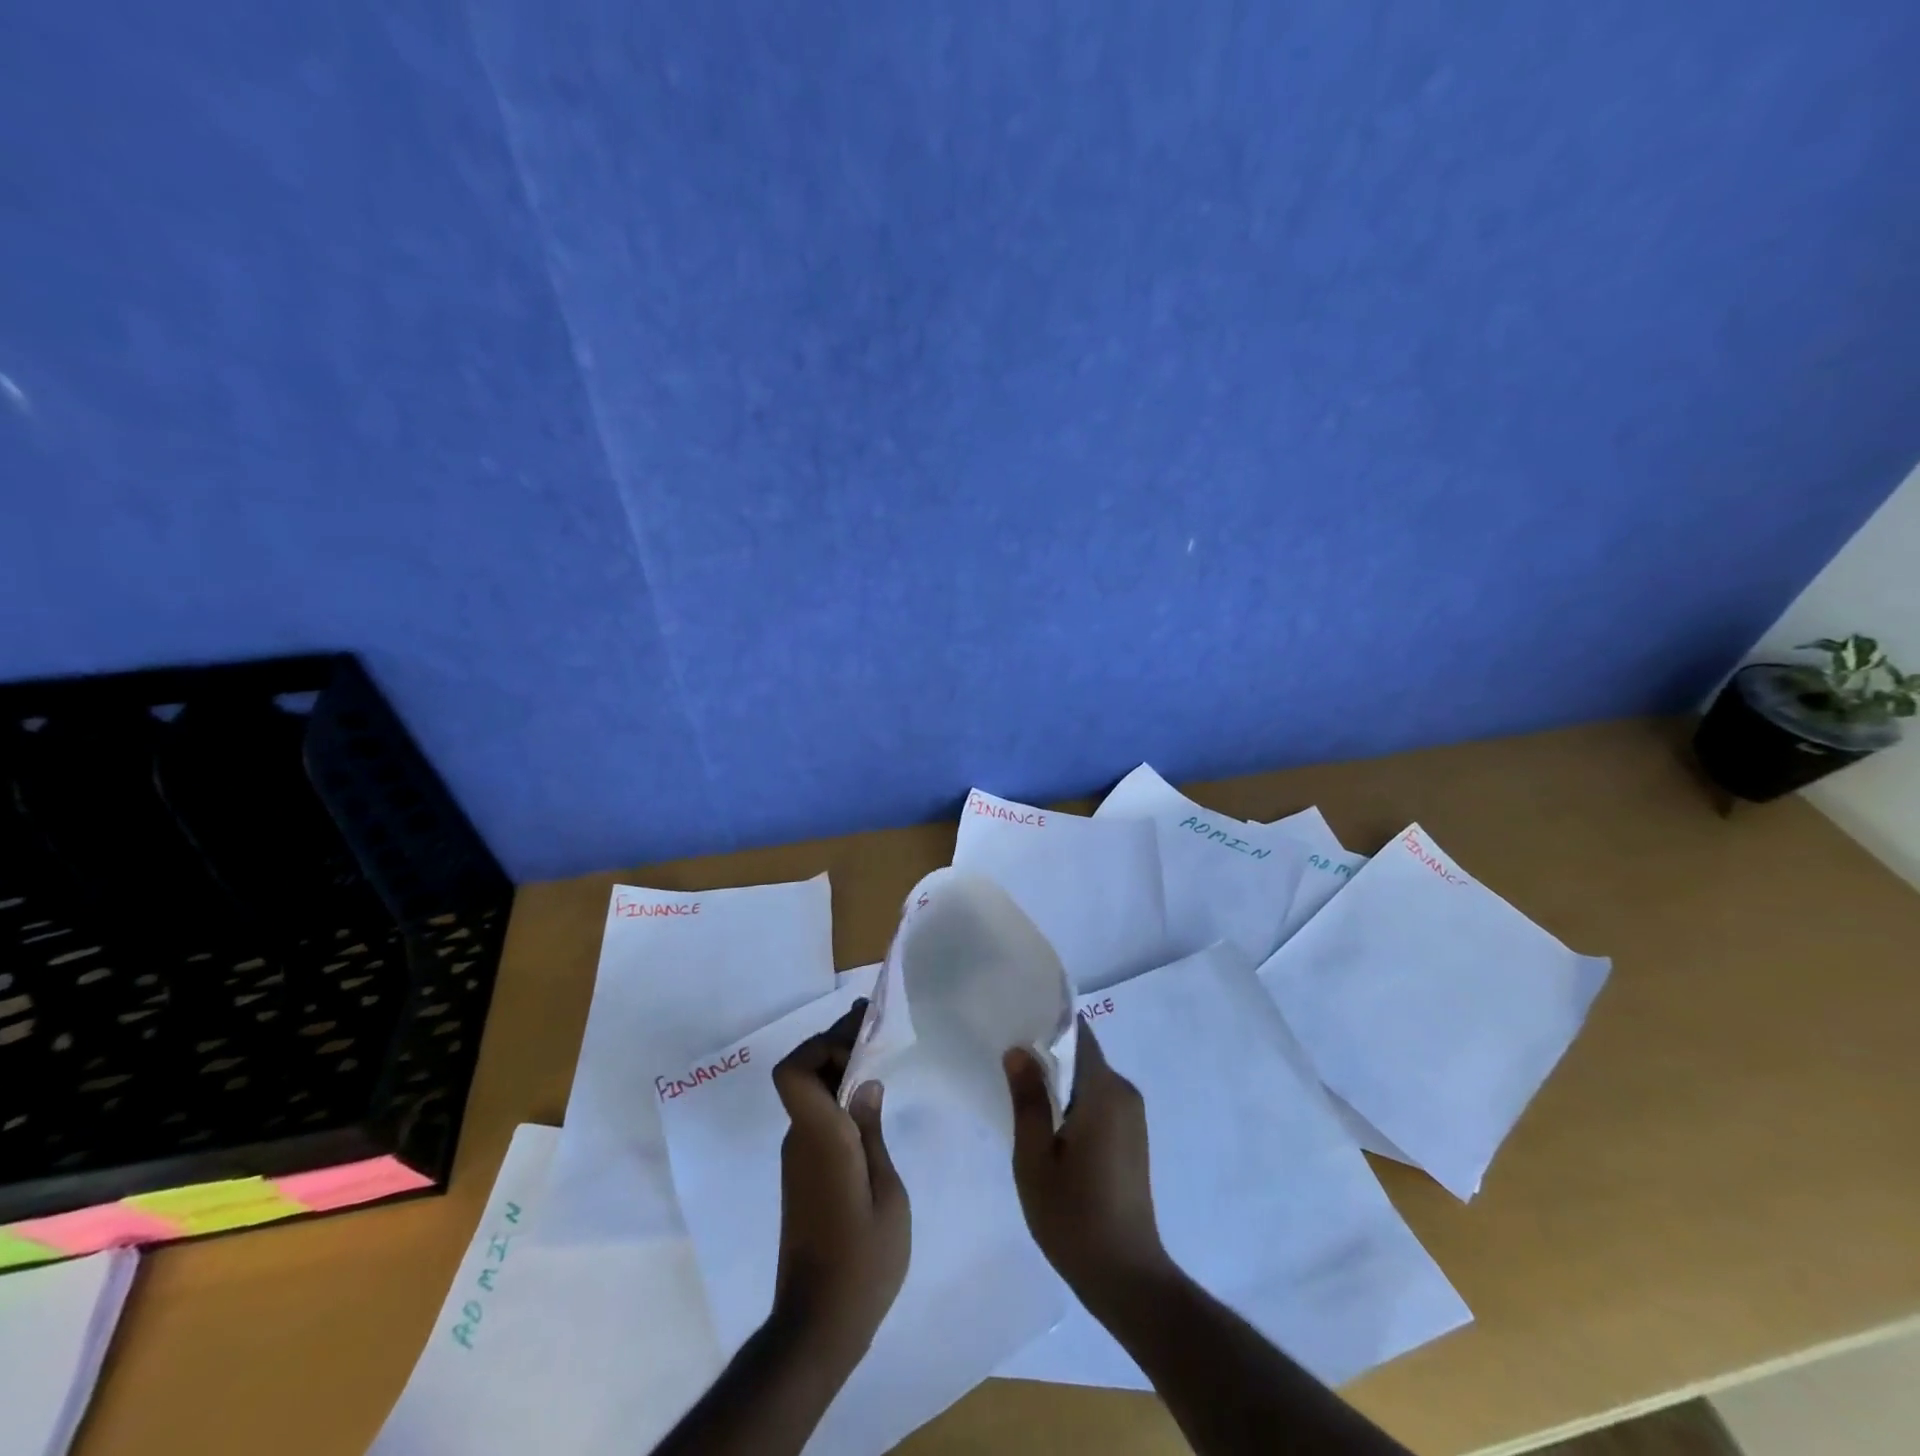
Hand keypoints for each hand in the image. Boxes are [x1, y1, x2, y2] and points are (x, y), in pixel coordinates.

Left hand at [770, 1001, 910, 1368]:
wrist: (817, 1326)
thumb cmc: (863, 1261)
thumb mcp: (888, 1194)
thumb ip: (874, 1132)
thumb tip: (866, 1084)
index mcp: (822, 1137)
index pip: (794, 1072)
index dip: (821, 1045)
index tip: (861, 1040)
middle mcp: (801, 1139)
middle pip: (805, 1073)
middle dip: (838, 1044)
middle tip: (876, 1027)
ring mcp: (798, 1158)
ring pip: (811, 1094)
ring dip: (839, 1070)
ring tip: (880, 1057)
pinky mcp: (803, 1176)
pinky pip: (817, 1118)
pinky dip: (838, 1099)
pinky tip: (869, 1105)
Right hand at [1004, 1022, 1172, 1306]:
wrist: (1127, 1278)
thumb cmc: (1074, 1217)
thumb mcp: (1035, 1159)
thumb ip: (1028, 1099)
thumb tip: (1019, 1050)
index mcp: (1104, 1090)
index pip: (1077, 1032)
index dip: (1046, 1022)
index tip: (1014, 1020)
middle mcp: (1124, 1092)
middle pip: (1082, 1053)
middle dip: (1047, 1051)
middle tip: (1006, 1057)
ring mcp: (1133, 1115)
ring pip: (1089, 1077)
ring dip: (1059, 1079)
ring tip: (1019, 1087)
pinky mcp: (1132, 1136)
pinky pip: (1099, 1099)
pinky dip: (1073, 1099)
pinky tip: (1047, 1120)